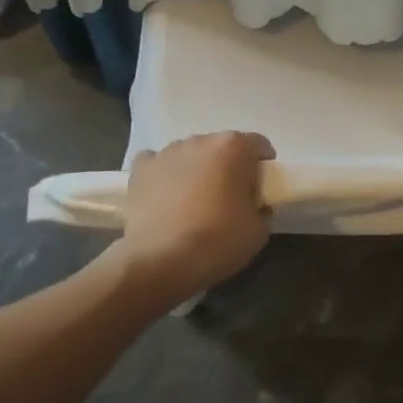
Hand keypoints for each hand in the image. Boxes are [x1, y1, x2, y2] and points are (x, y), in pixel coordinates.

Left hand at [120, 133, 274, 299]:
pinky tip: (165, 195)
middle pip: (222, 147)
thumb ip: (261, 209)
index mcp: (234, 147)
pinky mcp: (140, 170)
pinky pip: (157, 163)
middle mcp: (200, 140)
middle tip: (229, 198)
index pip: (258, 145)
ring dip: (197, 170)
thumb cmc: (218, 240)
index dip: (263, 166)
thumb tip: (254, 207)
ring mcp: (167, 153)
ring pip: (190, 155)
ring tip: (194, 202)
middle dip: (228, 167)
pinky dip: (164, 175)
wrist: (160, 261)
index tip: (260, 189)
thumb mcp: (259, 231)